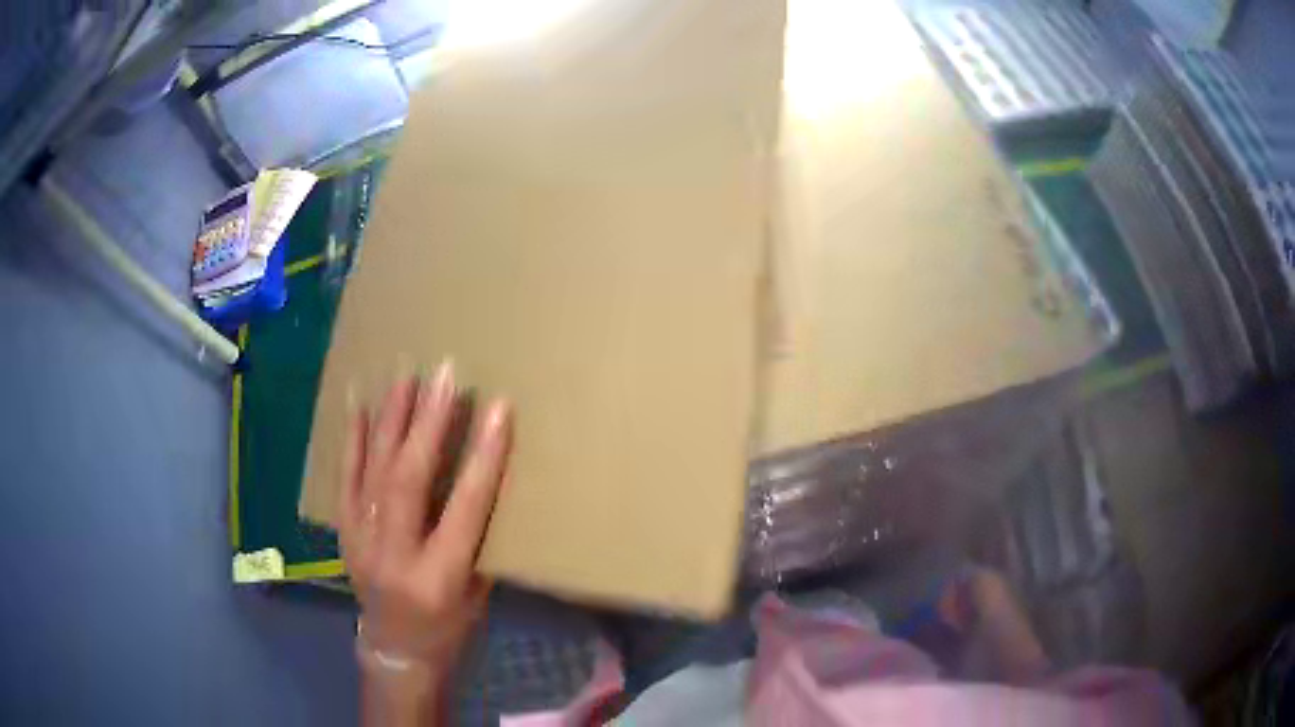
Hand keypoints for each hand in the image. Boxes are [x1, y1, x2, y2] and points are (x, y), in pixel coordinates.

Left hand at [339, 360, 511, 675]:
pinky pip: (344, 479)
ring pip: (373, 471)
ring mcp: (361, 541)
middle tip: (443, 374)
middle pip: (408, 480)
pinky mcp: (343, 532)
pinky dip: (351, 440)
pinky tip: (358, 405)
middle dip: (427, 423)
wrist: (394, 653)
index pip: (465, 509)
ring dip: (391, 419)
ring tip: (406, 376)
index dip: (484, 457)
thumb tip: (482, 474)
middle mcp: (394, 556)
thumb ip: (476, 537)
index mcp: (439, 578)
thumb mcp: (478, 594)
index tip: (500, 408)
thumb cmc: (449, 630)